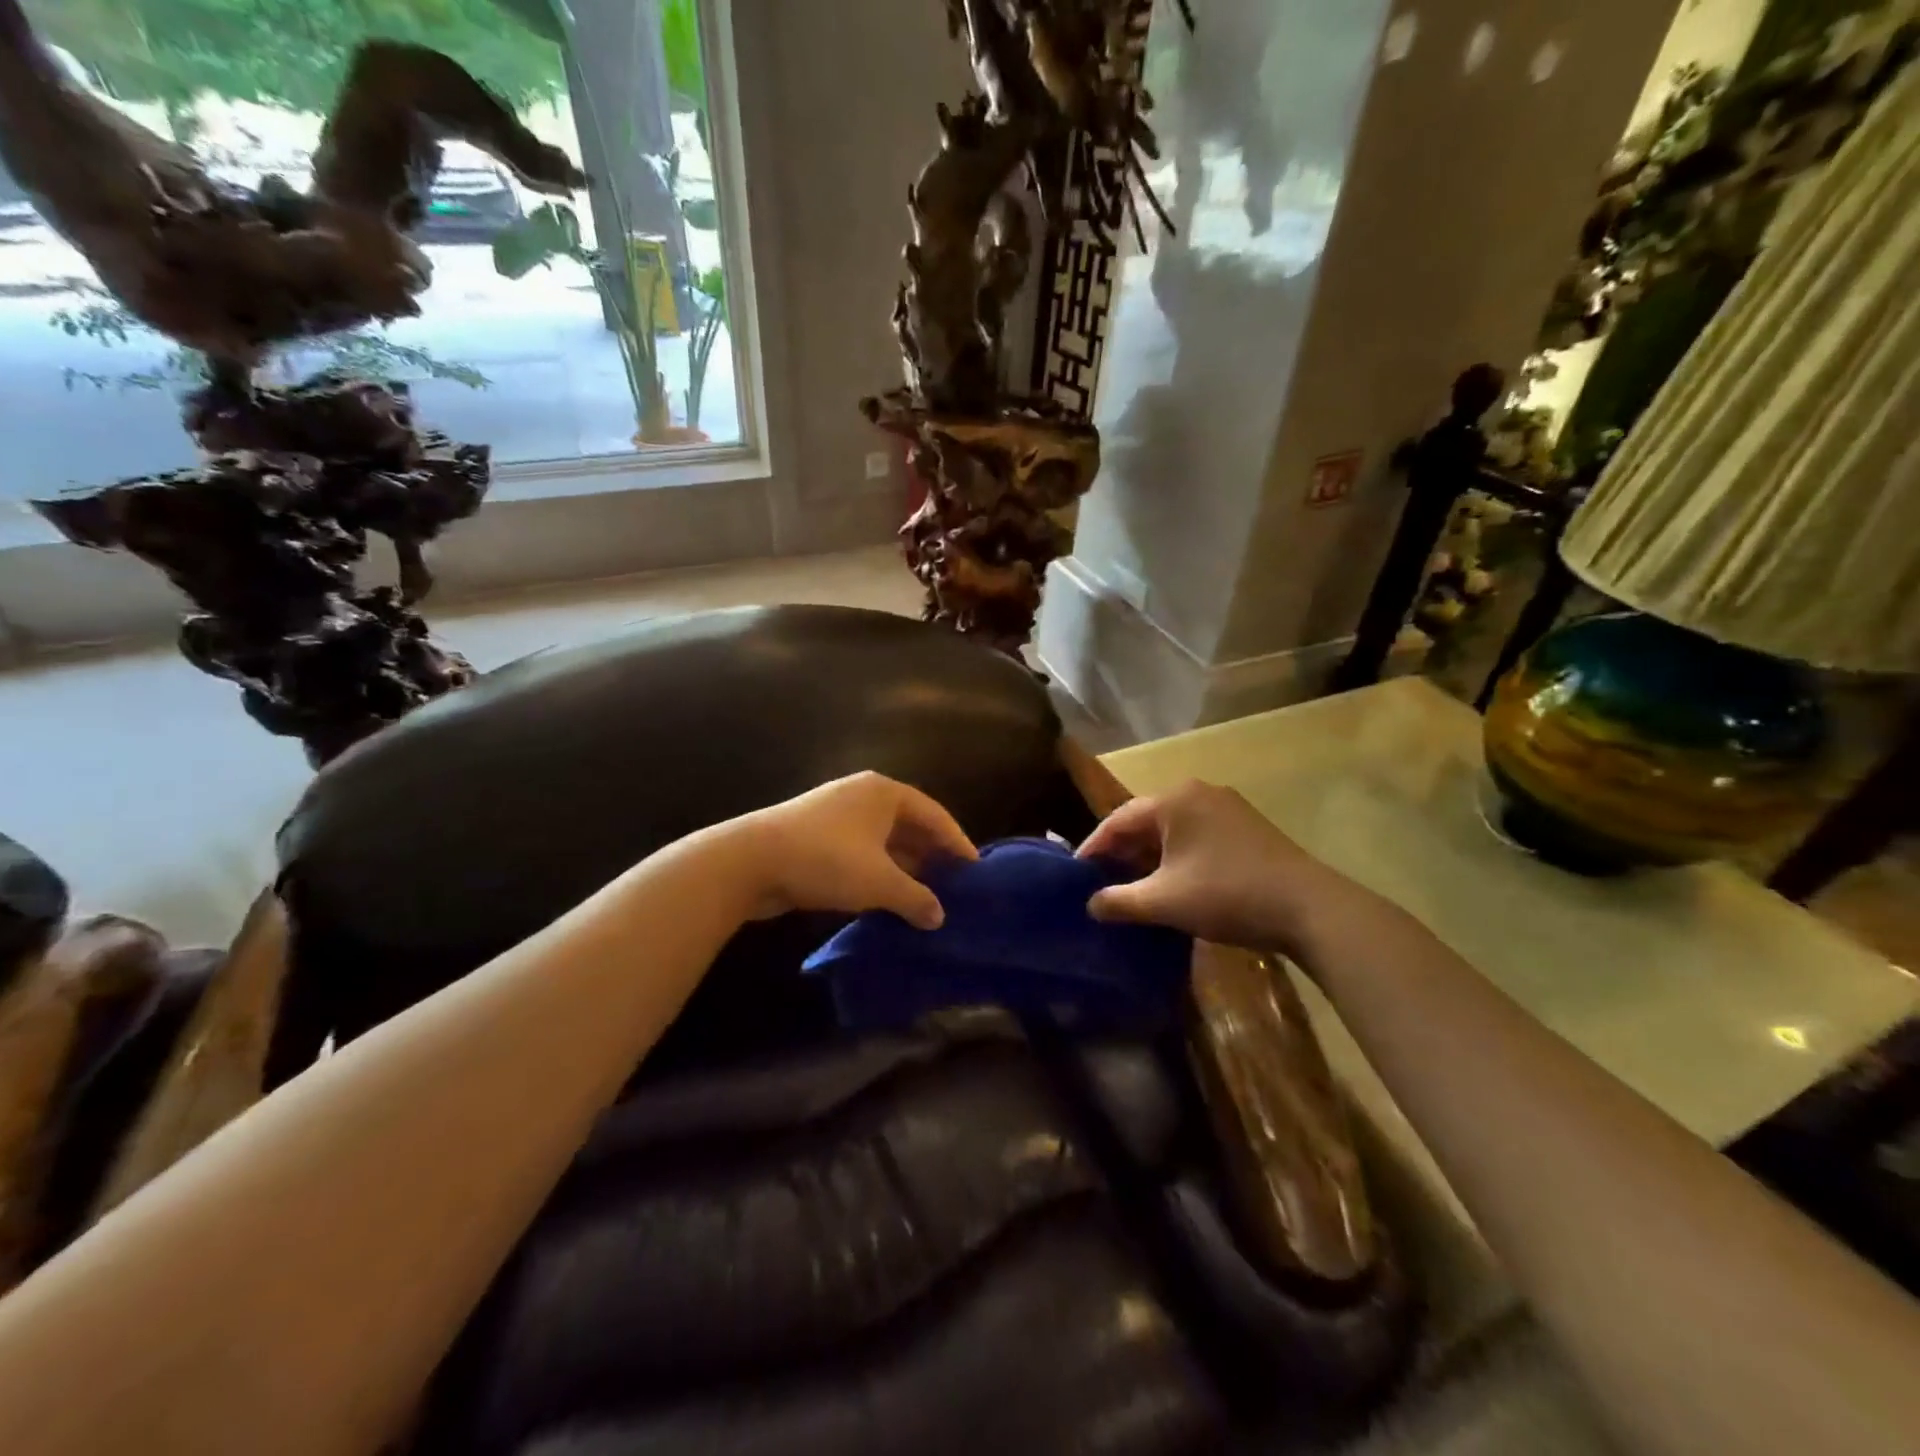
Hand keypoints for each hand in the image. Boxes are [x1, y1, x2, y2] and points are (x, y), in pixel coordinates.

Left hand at [725, 772, 977, 929]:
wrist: (749, 862)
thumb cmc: (826, 860)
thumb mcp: (879, 882)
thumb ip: (916, 898)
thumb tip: (940, 917)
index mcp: (885, 792)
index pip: (935, 815)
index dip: (957, 843)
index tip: (975, 872)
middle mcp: (864, 796)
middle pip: (910, 826)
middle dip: (931, 857)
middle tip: (955, 889)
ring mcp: (837, 815)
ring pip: (884, 842)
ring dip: (904, 869)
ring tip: (927, 900)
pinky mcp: (816, 837)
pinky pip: (861, 854)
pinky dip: (878, 874)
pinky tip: (888, 901)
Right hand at [1077, 780, 1351, 951]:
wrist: (1309, 908)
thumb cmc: (1226, 895)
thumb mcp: (1163, 901)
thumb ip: (1119, 901)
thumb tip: (1090, 905)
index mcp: (1174, 799)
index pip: (1118, 819)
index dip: (1093, 848)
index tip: (1076, 875)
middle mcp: (1198, 792)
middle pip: (1146, 820)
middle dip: (1122, 852)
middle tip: (1101, 882)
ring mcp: (1227, 807)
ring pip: (1173, 829)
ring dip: (1150, 856)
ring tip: (1132, 886)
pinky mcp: (1248, 827)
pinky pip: (1197, 836)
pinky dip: (1177, 856)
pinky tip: (1173, 883)